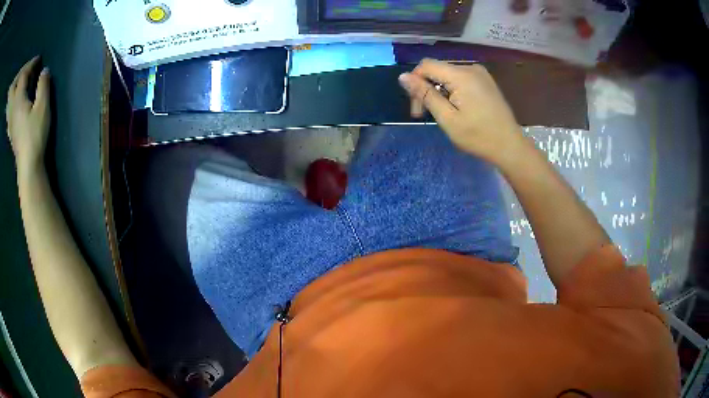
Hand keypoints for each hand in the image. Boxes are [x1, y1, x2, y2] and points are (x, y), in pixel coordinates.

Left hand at [6, 56, 50, 175]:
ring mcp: (10, 120)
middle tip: (25, 68)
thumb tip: (44, 71)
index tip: (38, 61)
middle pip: (14, 87)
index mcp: (18, 100)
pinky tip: (11, 102)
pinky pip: (8, 111)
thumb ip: (43, 86)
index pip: (23, 75)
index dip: (30, 64)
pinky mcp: (10, 128)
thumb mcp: (43, 108)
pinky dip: (10, 103)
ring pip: (10, 101)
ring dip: (13, 89)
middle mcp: (12, 108)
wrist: (28, 166)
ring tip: (16, 82)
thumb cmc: (35, 136)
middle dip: (19, 74)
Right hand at [399, 59, 524, 164]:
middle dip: (427, 89)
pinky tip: (456, 107)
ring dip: (439, 91)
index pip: (426, 65)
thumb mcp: (447, 118)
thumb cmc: (478, 136)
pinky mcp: (485, 81)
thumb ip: (425, 94)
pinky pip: (460, 79)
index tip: (417, 107)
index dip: (415, 81)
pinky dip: (452, 90)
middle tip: (425, 115)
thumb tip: (403, 76)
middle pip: (437, 69)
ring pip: (448, 75)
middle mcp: (471, 68)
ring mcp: (480, 73)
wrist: (510, 146)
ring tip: (443, 114)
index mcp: (461, 75)